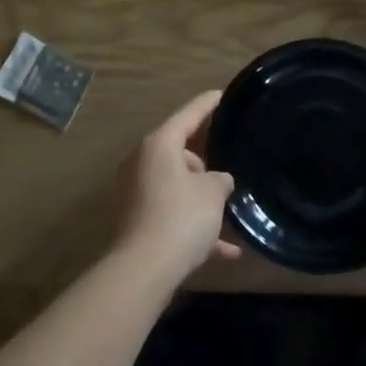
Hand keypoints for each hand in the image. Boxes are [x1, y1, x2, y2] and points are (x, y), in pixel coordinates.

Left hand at [112, 91, 240, 286]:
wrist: (144, 270)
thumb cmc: (181, 217)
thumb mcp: (213, 193)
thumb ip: (220, 179)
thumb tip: (218, 180)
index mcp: (159, 145)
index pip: (188, 115)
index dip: (207, 104)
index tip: (222, 95)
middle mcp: (142, 162)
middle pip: (179, 152)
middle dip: (204, 163)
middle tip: (229, 171)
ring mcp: (136, 192)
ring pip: (176, 186)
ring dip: (200, 198)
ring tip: (228, 210)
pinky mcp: (137, 220)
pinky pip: (172, 214)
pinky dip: (193, 226)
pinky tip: (225, 250)